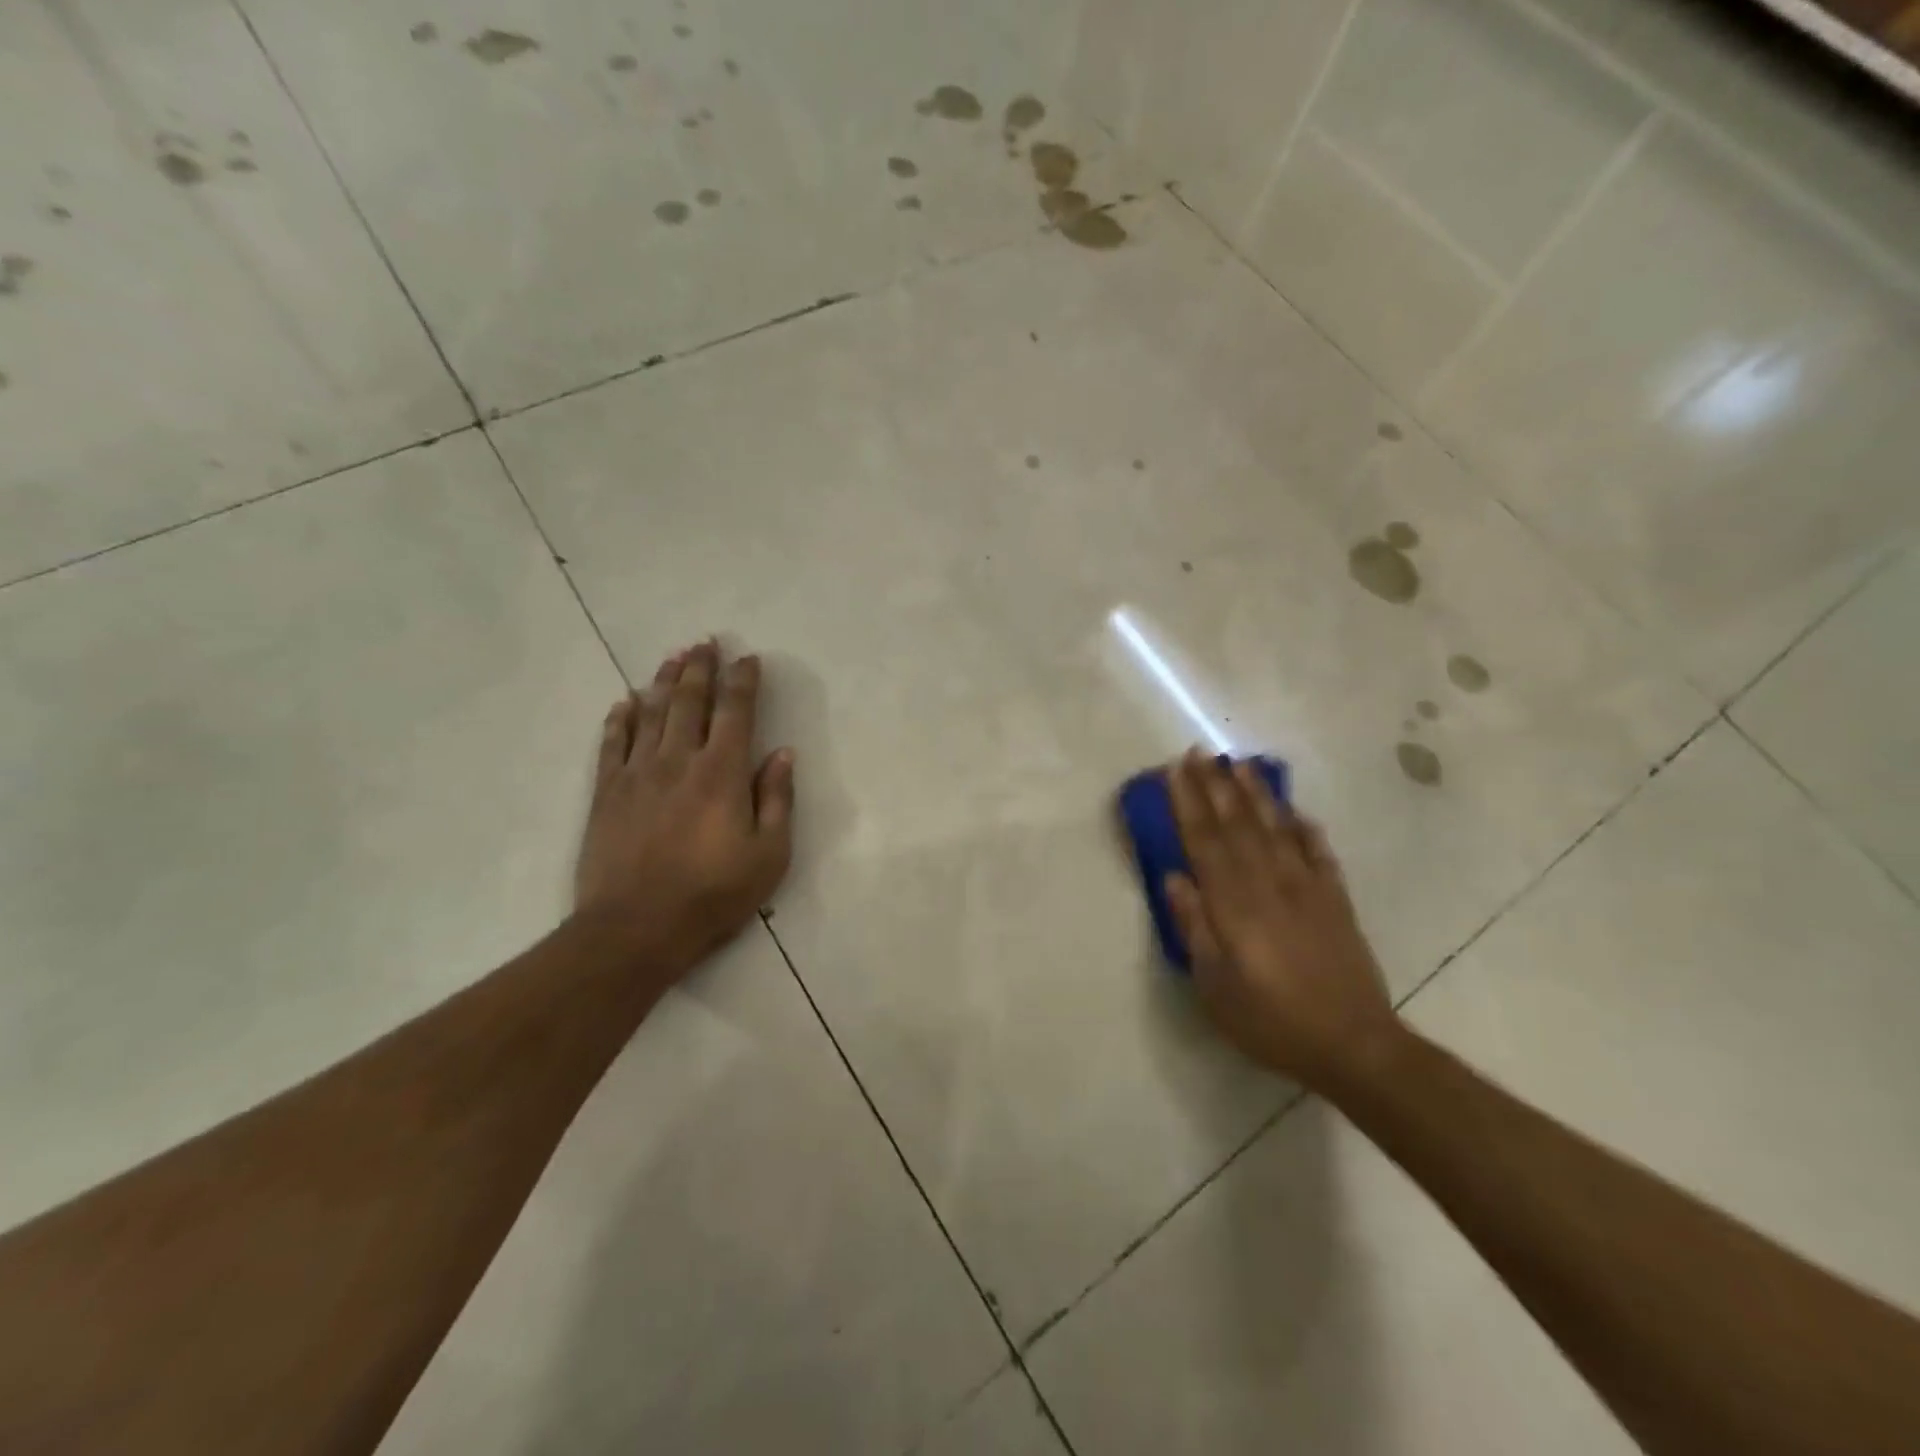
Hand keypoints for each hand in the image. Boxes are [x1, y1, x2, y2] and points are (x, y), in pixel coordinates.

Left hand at [573, 641, 794, 977]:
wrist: (635, 927)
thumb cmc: (713, 894)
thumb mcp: (769, 855)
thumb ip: (777, 800)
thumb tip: (782, 754)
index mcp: (721, 773)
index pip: (735, 713)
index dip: (743, 682)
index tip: (748, 658)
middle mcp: (678, 760)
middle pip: (689, 702)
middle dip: (700, 668)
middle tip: (704, 642)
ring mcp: (637, 774)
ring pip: (651, 714)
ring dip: (663, 682)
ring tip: (672, 658)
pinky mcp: (606, 793)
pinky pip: (612, 744)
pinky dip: (620, 719)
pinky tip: (625, 702)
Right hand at [1164, 750, 1403, 1091]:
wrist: (1354, 1044)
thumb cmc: (1271, 1020)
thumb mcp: (1215, 985)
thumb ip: (1194, 927)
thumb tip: (1173, 878)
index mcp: (1234, 904)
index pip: (1205, 840)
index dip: (1188, 803)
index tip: (1176, 770)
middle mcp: (1269, 883)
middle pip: (1237, 824)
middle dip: (1216, 785)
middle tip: (1201, 752)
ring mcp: (1307, 888)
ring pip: (1276, 828)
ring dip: (1257, 794)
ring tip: (1241, 764)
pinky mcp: (1336, 900)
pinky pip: (1318, 852)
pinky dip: (1305, 828)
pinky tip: (1295, 812)